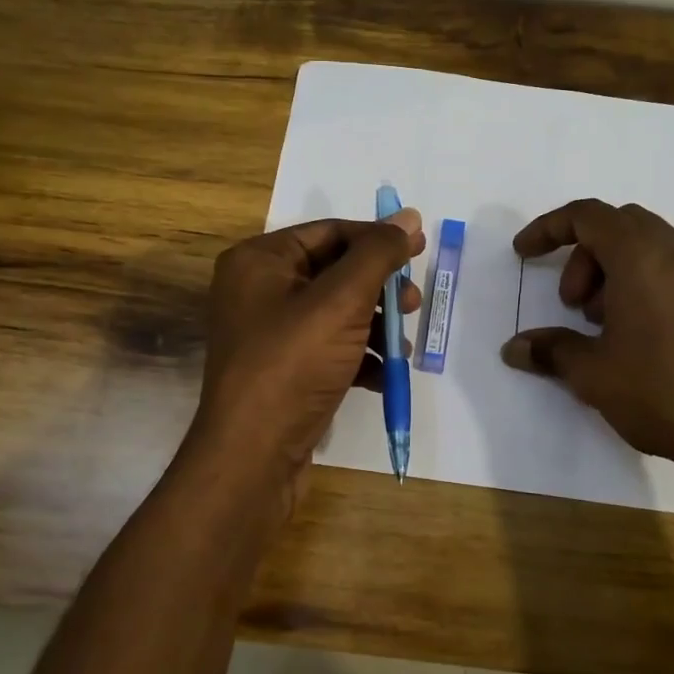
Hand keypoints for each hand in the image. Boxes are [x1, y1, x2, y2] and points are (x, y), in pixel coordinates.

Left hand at [192, 209, 424, 493]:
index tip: (420, 248)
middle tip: (413, 303)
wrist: (253, 457)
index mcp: (259, 261)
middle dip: (380, 288)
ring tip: (402, 346)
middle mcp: (259, 291)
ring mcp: (270, 334)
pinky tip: (386, 376)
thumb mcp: (341, 301)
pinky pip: (330, 348)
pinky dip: (360, 357)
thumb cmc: (292, 365)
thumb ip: (377, 255)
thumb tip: (408, 217)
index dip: (377, 238)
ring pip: (337, 313)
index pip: (330, 232)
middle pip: (335, 272)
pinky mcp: (284, 370)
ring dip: (376, 326)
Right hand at [501, 200, 673, 536]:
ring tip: (603, 326)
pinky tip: (637, 335)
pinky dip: (642, 283)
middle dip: (583, 256)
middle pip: (618, 225)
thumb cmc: (661, 391)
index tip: (523, 255)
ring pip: (647, 246)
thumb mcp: (593, 374)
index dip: (548, 228)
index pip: (587, 215)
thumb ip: (551, 350)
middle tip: (572, 305)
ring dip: (612, 271)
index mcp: (641, 256)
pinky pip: (671, 269)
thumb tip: (515, 348)